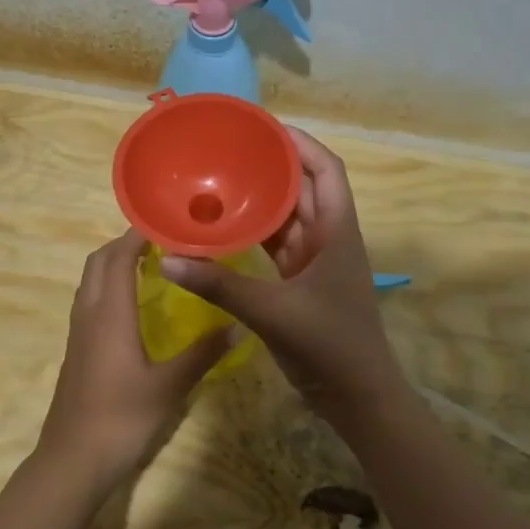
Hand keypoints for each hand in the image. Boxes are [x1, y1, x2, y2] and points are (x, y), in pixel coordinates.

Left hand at [36, 229, 233, 499]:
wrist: (72, 461)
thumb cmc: (121, 419)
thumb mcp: (169, 386)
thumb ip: (202, 354)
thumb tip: (239, 325)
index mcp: (109, 314)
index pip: (117, 258)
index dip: (136, 235)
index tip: (165, 222)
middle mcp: (89, 314)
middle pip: (98, 263)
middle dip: (123, 244)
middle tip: (161, 241)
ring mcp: (79, 332)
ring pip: (90, 282)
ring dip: (113, 264)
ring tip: (150, 264)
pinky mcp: (77, 350)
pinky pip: (90, 301)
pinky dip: (108, 287)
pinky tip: (133, 306)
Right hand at [158, 128, 404, 421]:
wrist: (359, 399)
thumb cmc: (329, 346)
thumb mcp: (273, 312)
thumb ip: (221, 286)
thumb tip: (170, 261)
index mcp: (336, 231)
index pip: (326, 170)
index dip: (301, 144)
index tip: (263, 129)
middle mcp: (328, 238)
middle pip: (303, 189)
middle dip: (272, 167)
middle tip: (229, 151)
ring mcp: (315, 263)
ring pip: (287, 218)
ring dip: (260, 201)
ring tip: (221, 180)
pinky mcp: (301, 284)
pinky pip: (276, 247)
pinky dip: (254, 235)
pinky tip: (224, 229)